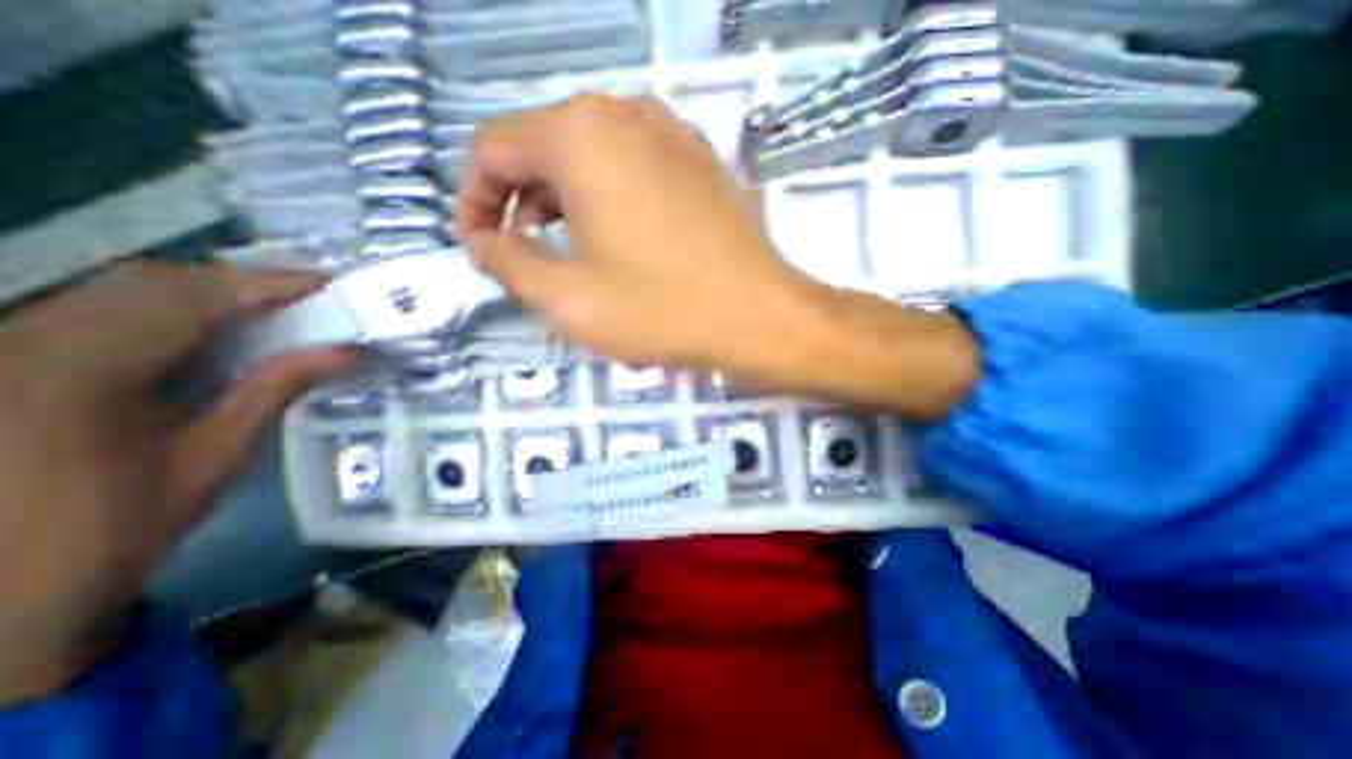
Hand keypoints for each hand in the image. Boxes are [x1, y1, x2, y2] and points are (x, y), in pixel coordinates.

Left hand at [0, 262, 352, 703]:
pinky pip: (98, 312)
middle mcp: (19, 344)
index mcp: (74, 374)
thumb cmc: (113, 532)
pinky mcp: (2, 359)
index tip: (327, 284)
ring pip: (121, 290)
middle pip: (149, 282)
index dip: (265, 283)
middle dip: (239, 284)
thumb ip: (276, 390)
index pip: (187, 298)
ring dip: (207, 295)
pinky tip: (211, 332)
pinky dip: (170, 312)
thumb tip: (346, 352)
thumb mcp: (214, 458)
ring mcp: (0, 348)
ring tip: (273, 312)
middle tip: (309, 300)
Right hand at [459, 93, 977, 414]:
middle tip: (521, 253)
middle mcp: (626, 114)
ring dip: (563, 199)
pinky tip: (618, 236)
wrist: (759, 316)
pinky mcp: (701, 162)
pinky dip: (608, 196)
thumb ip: (507, 264)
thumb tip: (482, 241)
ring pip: (591, 156)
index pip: (494, 148)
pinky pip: (634, 166)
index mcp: (581, 134)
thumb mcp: (567, 299)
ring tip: (566, 250)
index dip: (473, 198)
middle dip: (519, 201)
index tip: (477, 244)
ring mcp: (673, 133)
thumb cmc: (661, 309)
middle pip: (544, 147)